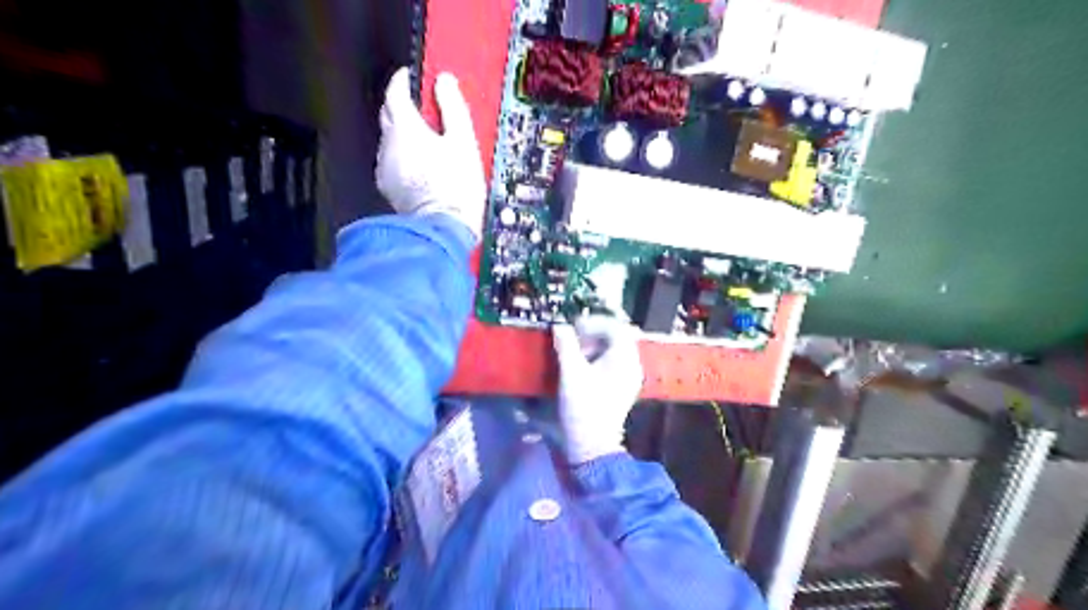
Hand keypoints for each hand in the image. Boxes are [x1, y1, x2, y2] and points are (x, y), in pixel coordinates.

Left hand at [380, 67, 488, 241]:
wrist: (444, 228)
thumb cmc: (456, 186)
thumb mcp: (463, 142)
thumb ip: (452, 107)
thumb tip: (445, 82)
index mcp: (405, 128)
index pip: (395, 92)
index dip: (404, 81)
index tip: (413, 78)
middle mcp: (388, 145)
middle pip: (389, 114)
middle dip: (402, 106)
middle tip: (424, 109)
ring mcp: (385, 168)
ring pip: (390, 140)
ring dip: (404, 135)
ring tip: (428, 142)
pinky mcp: (389, 188)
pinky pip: (392, 163)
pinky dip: (403, 157)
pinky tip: (421, 167)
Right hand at [556, 316, 639, 464]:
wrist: (592, 444)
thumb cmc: (583, 406)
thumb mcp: (571, 372)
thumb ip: (566, 345)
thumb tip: (560, 326)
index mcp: (625, 358)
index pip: (616, 327)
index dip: (594, 323)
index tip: (574, 327)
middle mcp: (632, 365)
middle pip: (617, 338)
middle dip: (594, 334)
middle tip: (574, 339)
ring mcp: (630, 379)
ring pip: (615, 351)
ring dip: (595, 347)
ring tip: (575, 354)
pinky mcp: (623, 390)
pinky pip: (614, 365)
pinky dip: (599, 360)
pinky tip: (582, 369)